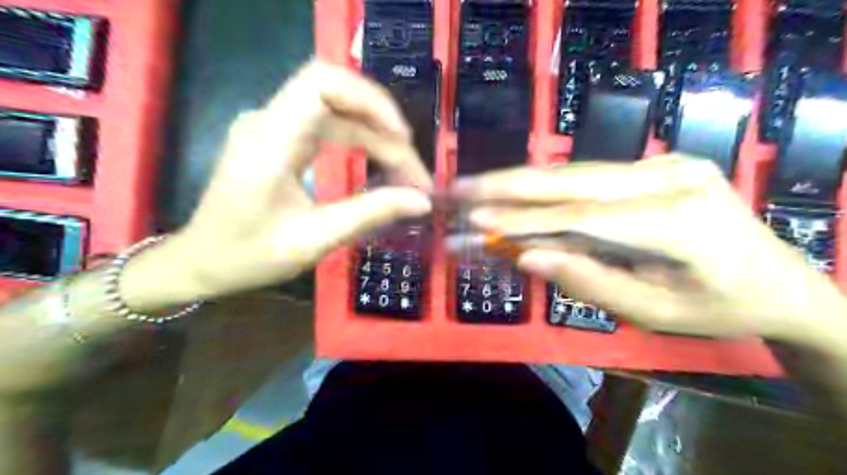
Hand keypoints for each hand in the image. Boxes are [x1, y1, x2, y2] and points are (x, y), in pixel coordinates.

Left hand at [121, 60, 429, 308]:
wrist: (202, 262)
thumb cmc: (248, 256)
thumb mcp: (313, 241)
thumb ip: (369, 214)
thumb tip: (421, 200)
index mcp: (268, 142)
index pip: (322, 83)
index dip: (370, 100)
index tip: (403, 138)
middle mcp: (269, 121)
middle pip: (340, 97)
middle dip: (385, 129)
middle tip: (414, 174)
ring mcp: (274, 126)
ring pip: (340, 112)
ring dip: (378, 138)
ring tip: (406, 175)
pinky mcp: (282, 138)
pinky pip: (331, 126)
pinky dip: (362, 142)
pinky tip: (380, 165)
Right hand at [454, 156, 846, 344]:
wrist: (779, 281)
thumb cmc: (718, 309)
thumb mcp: (652, 312)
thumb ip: (588, 280)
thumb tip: (528, 256)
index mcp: (676, 220)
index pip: (580, 216)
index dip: (523, 218)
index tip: (475, 220)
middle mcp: (669, 177)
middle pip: (572, 180)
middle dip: (509, 184)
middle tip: (460, 187)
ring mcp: (664, 164)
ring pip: (576, 172)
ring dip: (521, 181)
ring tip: (476, 186)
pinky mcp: (655, 166)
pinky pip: (588, 177)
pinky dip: (547, 186)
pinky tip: (514, 189)